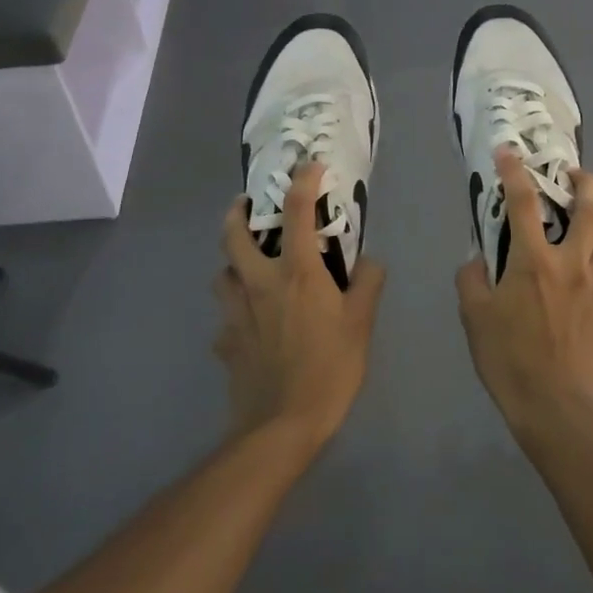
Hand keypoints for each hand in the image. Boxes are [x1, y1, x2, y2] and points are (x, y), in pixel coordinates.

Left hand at [216, 162, 385, 451]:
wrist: (280, 426)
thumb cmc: (329, 369)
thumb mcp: (361, 325)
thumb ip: (368, 285)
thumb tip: (370, 261)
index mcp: (296, 273)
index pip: (296, 213)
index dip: (303, 182)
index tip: (309, 166)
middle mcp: (259, 283)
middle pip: (233, 235)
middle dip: (236, 212)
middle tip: (247, 205)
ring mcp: (236, 314)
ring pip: (222, 274)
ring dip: (232, 262)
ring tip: (248, 265)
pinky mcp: (225, 343)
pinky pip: (225, 317)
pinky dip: (235, 311)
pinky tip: (249, 324)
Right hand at [456, 149, 592, 443]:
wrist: (557, 408)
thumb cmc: (510, 359)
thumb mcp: (474, 318)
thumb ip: (472, 280)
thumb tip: (477, 261)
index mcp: (535, 260)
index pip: (523, 203)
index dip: (514, 171)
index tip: (508, 150)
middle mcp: (572, 264)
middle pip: (590, 211)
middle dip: (585, 183)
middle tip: (575, 175)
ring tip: (584, 242)